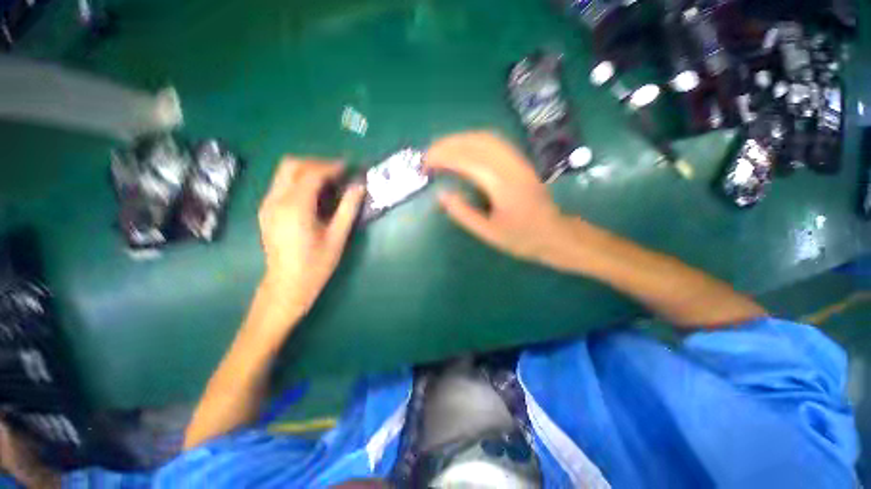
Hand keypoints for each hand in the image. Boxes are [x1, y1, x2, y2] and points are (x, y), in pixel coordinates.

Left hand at [258, 158, 364, 315]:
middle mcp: (275, 200)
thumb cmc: (316, 264)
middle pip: (291, 165)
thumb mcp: (338, 237)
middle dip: (316, 163)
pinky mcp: (266, 210)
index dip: (331, 167)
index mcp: (294, 208)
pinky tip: (315, 195)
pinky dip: (299, 181)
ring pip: (284, 173)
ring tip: (330, 181)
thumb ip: (349, 208)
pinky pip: (282, 184)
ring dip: (308, 170)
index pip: (311, 174)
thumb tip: (359, 187)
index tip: (349, 168)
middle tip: (338, 173)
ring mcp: (267, 205)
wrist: (287, 285)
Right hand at [425, 131, 580, 268]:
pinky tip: (464, 148)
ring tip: (442, 149)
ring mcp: (518, 161)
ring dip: (460, 139)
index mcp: (502, 185)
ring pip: (486, 138)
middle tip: (429, 155)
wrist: (554, 234)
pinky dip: (474, 141)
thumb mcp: (488, 233)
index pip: (467, 161)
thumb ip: (463, 213)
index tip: (425, 163)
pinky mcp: (520, 161)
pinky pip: (495, 142)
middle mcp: (511, 166)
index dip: (443, 158)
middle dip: (448, 144)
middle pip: (476, 142)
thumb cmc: (521, 238)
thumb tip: (442, 194)